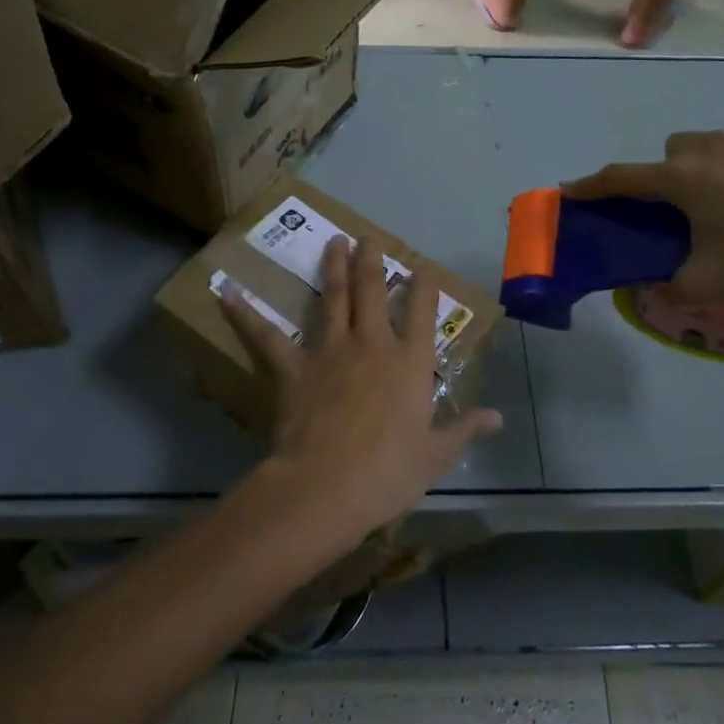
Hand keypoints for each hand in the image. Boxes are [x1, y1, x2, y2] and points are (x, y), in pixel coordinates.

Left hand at [221, 236, 502, 536]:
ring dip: (334, 269)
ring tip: (333, 242)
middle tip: (368, 238)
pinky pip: (266, 336)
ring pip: (334, 299)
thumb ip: (464, 429)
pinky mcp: (294, 367)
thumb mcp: (436, 455)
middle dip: (372, 261)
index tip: (422, 268)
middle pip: (373, 292)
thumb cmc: (389, 473)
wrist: (328, 485)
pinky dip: (245, 314)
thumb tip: (497, 418)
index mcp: (410, 363)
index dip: (424, 287)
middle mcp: (372, 344)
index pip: (422, 314)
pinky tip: (225, 290)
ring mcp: (330, 351)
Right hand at [565, 128, 723, 303]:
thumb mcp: (710, 285)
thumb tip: (649, 290)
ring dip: (705, 170)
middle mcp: (703, 147)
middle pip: (666, 157)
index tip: (570, 190)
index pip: (620, 179)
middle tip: (688, 213)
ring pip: (705, 147)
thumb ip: (668, 290)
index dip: (590, 186)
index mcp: (679, 179)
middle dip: (666, 179)